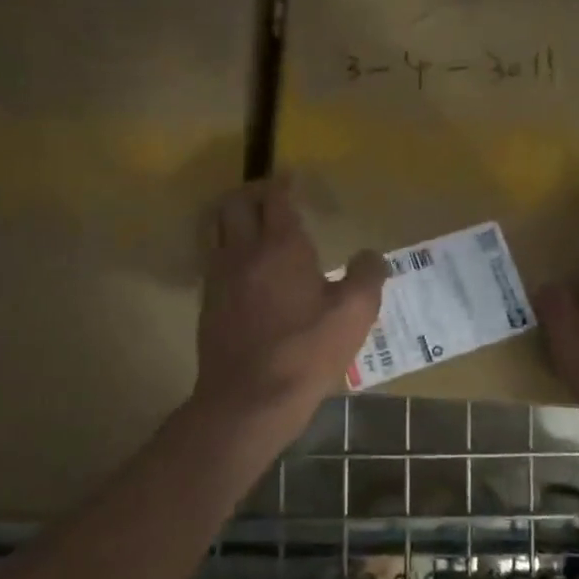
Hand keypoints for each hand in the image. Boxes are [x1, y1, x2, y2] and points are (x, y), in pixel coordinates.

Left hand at [194, 175, 387, 427]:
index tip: (292, 178)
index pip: (276, 198)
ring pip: (217, 227)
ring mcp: (220, 276)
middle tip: (271, 196)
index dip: (283, 184)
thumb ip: (367, 276)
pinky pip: (212, 256)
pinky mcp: (208, 302)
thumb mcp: (354, 314)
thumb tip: (371, 255)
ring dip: (233, 215)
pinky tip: (244, 265)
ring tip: (252, 222)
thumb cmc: (306, 352)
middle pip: (236, 203)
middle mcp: (244, 251)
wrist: (249, 399)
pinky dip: (226, 245)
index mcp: (282, 246)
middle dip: (253, 192)